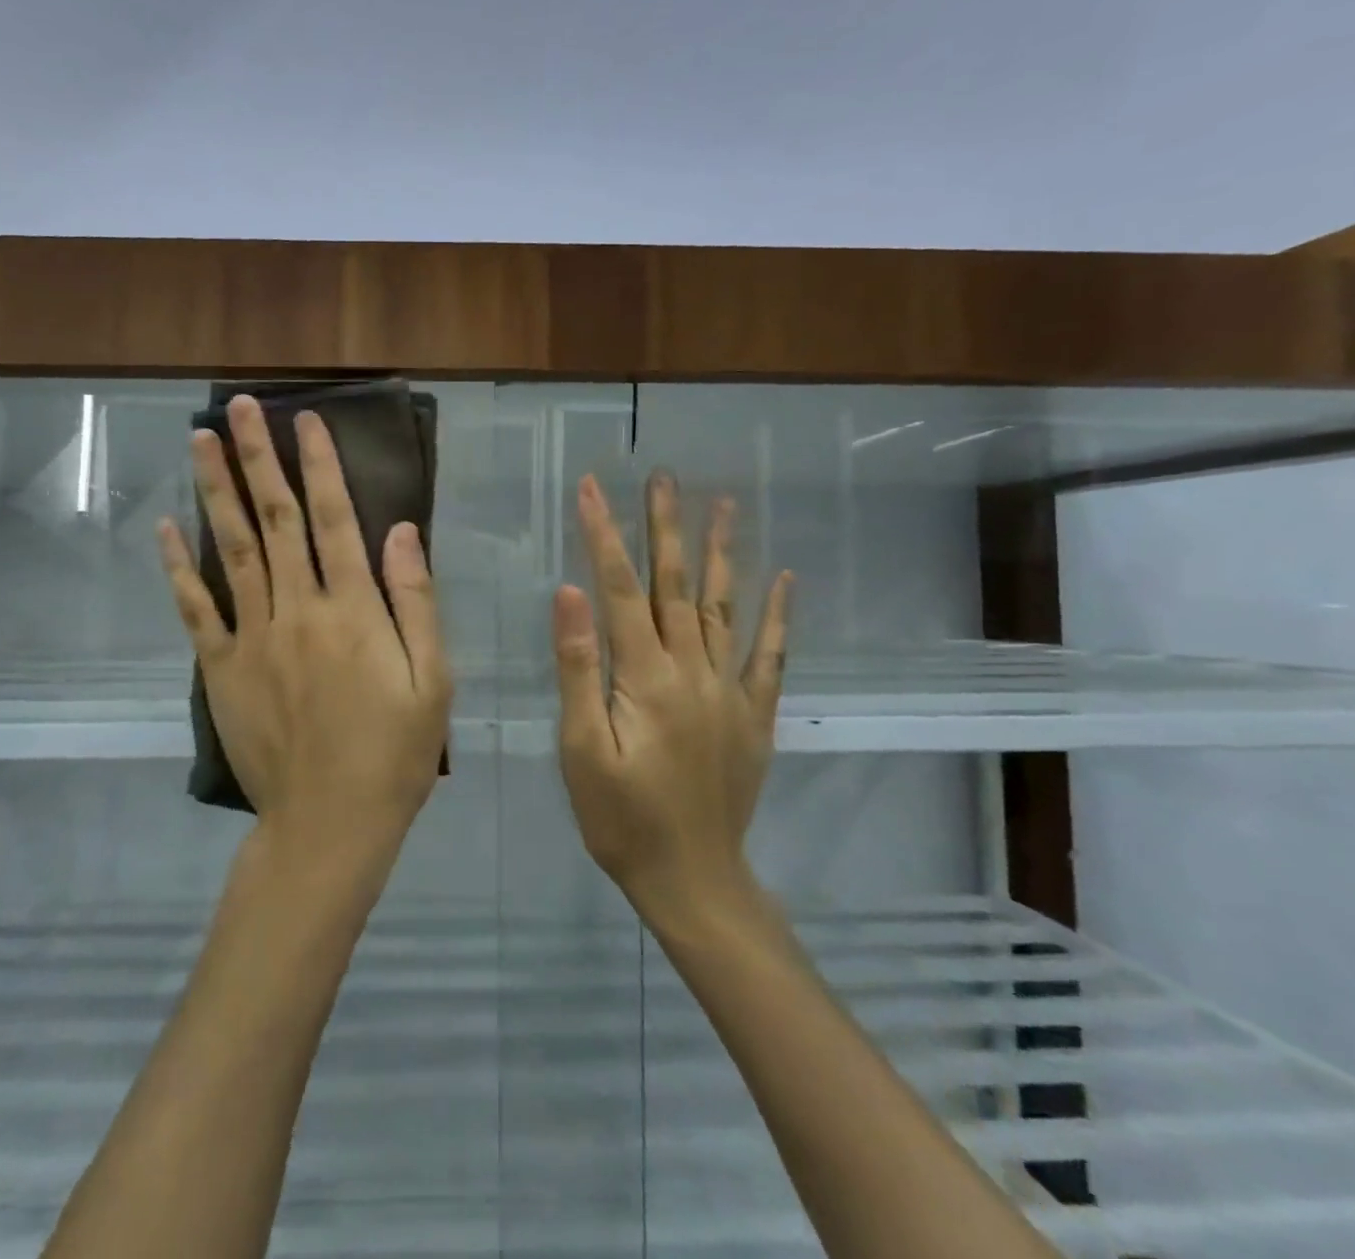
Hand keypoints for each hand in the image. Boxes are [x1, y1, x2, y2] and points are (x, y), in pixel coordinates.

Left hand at [156, 396, 452, 864]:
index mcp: (353, 610)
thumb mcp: (433, 679)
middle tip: (239, 407)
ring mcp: (254, 637)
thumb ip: (414, 601)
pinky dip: (180, 567)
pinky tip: (167, 529)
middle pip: (274, 519)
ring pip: (232, 549)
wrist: (329, 823)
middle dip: (258, 458)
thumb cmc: (394, 753)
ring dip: (216, 491)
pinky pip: (197, 609)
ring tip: (199, 442)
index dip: (320, 466)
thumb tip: (399, 531)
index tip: (306, 420)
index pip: (334, 519)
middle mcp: (298, 609)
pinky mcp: (223, 669)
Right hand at [552, 470, 791, 927]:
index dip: (604, 535)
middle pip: (676, 585)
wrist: (692, 878)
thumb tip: (570, 594)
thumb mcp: (580, 750)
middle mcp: (693, 671)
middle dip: (665, 527)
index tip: (591, 487)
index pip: (619, 590)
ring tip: (722, 504)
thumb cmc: (621, 818)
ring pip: (724, 607)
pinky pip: (769, 655)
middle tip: (664, 476)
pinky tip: (783, 578)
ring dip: (721, 553)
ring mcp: (730, 691)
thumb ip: (578, 669)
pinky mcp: (754, 715)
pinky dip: (776, 615)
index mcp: (645, 678)